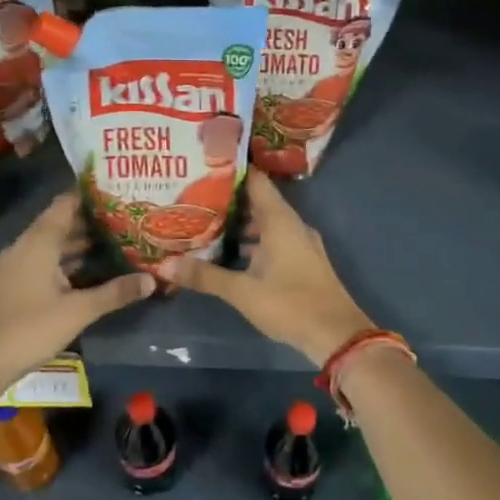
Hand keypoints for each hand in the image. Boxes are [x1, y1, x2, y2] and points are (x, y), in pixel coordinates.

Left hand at [0, 192, 153, 388]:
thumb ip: (115, 293)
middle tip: (125, 220)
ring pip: (51, 245)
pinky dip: (66, 262)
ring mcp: (16, 266)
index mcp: (39, 242)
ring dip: (79, 244)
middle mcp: (25, 246)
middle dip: (90, 222)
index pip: (65, 204)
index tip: (118, 193)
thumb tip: (152, 280)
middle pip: (60, 224)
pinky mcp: (13, 285)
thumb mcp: (79, 310)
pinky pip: (43, 262)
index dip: (90, 196)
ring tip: (114, 243)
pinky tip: (88, 273)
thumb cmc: (30, 328)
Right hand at [158, 172, 372, 365]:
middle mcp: (292, 225)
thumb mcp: (242, 291)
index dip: (231, 171)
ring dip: (240, 224)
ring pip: (266, 224)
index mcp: (280, 220)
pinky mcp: (303, 261)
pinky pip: (274, 240)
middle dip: (229, 200)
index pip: (255, 181)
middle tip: (195, 197)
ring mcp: (300, 243)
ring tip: (206, 224)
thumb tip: (164, 265)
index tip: (204, 165)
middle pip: (259, 201)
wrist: (336, 334)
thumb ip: (205, 276)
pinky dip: (253, 242)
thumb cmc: (290, 304)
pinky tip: (231, 254)